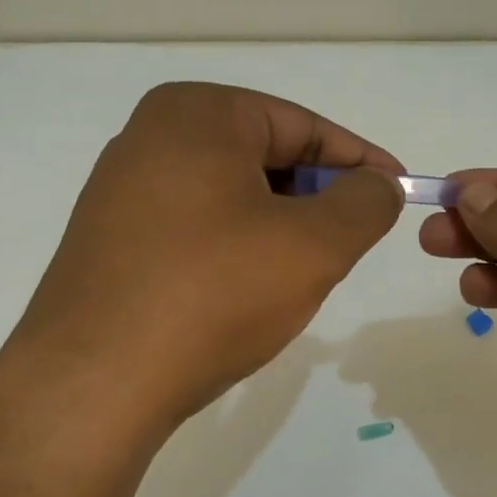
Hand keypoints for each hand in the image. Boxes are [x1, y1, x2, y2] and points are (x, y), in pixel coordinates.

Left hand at [10, 82, 404, 423]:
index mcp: (198, 114)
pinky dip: (237, 248)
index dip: (360, 161)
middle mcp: (151, 136)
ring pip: (232, 195)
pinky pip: (197, 227)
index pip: (303, 126)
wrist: (96, 382)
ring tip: (303, 273)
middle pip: (265, 157)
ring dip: (279, 227)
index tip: (399, 192)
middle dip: (317, 197)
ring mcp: (122, 189)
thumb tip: (379, 185)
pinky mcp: (111, 239)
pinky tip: (247, 291)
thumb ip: (365, 203)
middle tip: (351, 241)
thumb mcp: (314, 246)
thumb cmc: (214, 294)